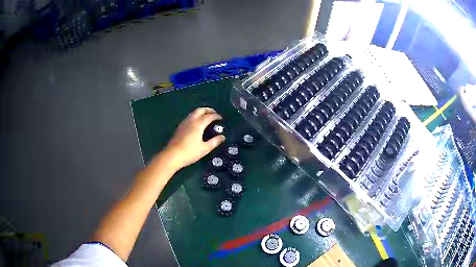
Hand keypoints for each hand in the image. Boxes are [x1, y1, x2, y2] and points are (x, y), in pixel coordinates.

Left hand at [164, 107, 224, 170]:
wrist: (172, 155)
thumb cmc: (190, 152)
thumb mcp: (205, 148)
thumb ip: (215, 141)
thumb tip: (222, 137)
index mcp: (198, 124)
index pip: (209, 116)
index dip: (216, 116)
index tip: (221, 118)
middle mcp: (191, 120)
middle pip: (200, 110)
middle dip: (208, 110)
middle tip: (214, 113)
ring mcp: (184, 123)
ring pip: (193, 112)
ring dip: (201, 112)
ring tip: (206, 117)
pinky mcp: (179, 127)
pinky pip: (189, 117)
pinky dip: (195, 116)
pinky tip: (196, 123)